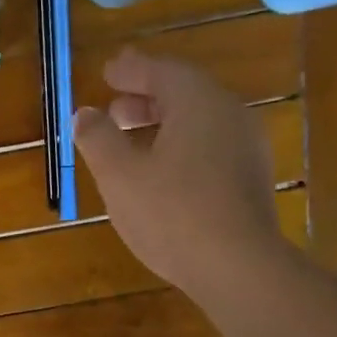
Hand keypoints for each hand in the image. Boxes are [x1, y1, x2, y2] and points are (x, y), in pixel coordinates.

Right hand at [73, 49, 284, 303]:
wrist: (237, 266)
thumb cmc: (171, 213)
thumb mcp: (120, 175)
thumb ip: (98, 138)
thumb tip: (85, 114)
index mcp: (198, 101)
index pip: (161, 71)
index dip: (130, 70)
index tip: (107, 71)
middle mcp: (229, 114)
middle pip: (184, 95)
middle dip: (146, 99)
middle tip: (115, 109)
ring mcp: (246, 148)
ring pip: (198, 125)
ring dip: (163, 127)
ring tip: (133, 144)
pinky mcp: (250, 181)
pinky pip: (210, 150)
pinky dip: (181, 150)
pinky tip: (162, 176)